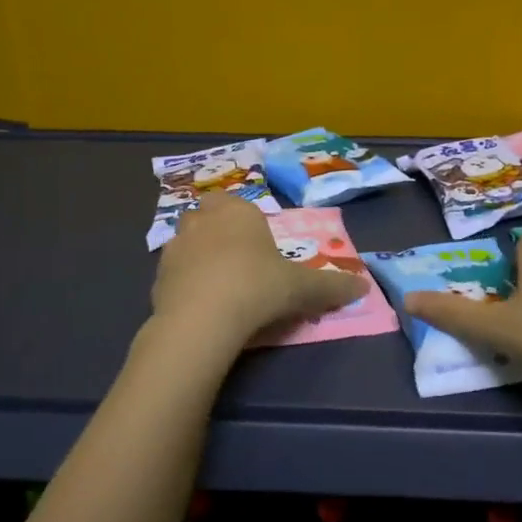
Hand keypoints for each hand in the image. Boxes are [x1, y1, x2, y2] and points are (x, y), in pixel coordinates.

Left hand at [151, 192, 364, 343]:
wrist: (203, 318)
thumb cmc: (258, 287)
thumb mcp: (303, 289)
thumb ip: (332, 286)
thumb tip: (364, 287)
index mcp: (237, 212)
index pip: (236, 202)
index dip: (244, 219)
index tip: (256, 244)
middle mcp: (202, 220)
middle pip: (207, 216)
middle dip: (217, 231)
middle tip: (237, 261)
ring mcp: (175, 247)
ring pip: (186, 242)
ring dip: (198, 256)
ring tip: (218, 285)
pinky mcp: (157, 277)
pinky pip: (174, 274)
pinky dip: (184, 284)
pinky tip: (200, 306)